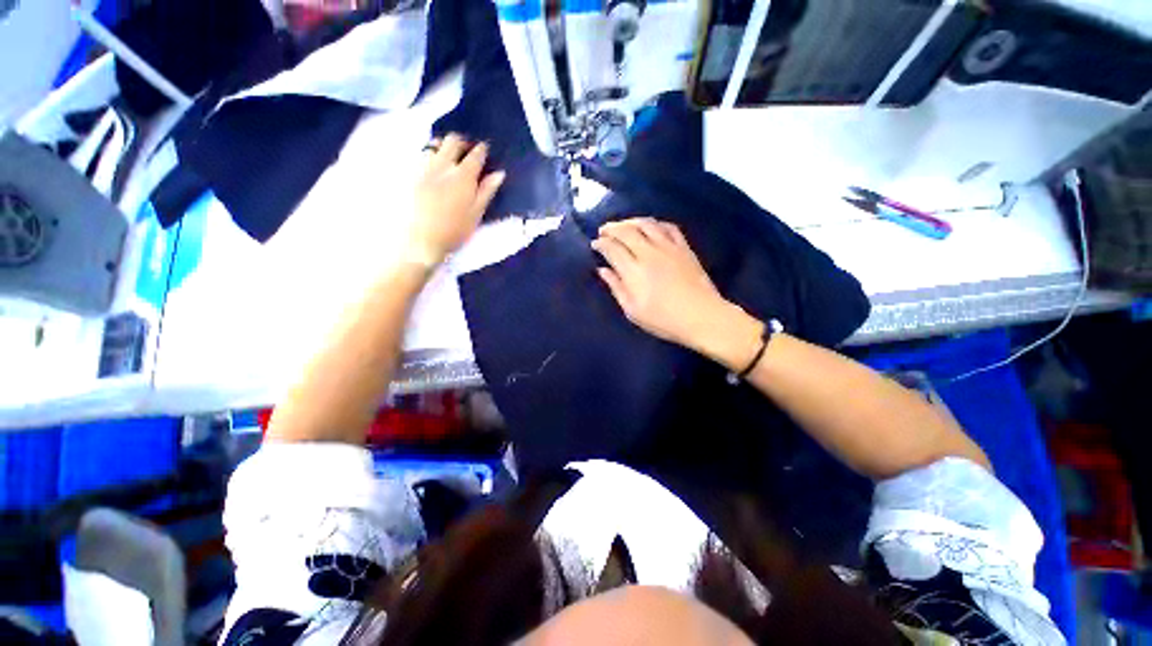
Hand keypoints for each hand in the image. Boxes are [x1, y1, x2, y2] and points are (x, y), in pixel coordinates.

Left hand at [410, 134, 505, 265]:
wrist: (420, 239)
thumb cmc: (454, 230)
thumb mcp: (476, 214)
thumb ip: (487, 191)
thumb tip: (499, 174)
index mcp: (463, 176)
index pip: (475, 155)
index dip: (481, 150)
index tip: (484, 149)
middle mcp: (443, 166)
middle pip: (452, 141)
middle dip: (462, 142)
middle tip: (467, 149)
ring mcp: (424, 168)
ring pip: (434, 145)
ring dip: (443, 145)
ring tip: (448, 155)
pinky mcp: (410, 174)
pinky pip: (420, 155)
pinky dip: (428, 154)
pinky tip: (431, 164)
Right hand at [591, 218, 731, 346]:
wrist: (701, 316)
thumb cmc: (663, 319)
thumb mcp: (633, 310)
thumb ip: (616, 287)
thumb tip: (602, 270)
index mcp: (634, 270)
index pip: (612, 248)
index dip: (601, 243)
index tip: (595, 244)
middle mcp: (648, 253)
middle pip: (626, 231)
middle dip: (611, 228)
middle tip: (603, 230)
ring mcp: (668, 247)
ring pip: (646, 224)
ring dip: (630, 221)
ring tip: (623, 225)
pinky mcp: (683, 247)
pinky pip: (668, 227)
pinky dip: (655, 223)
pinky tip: (650, 226)